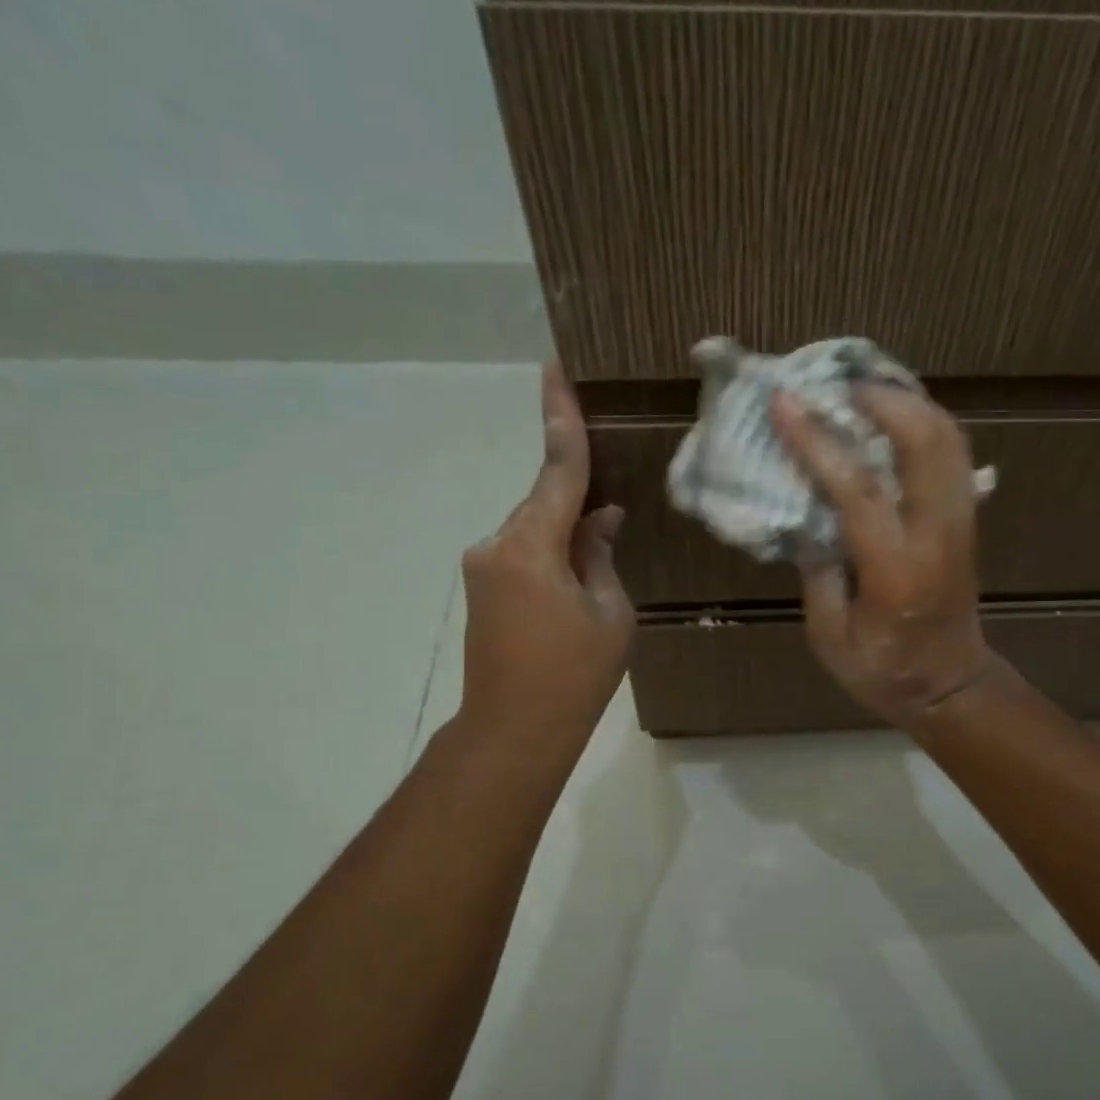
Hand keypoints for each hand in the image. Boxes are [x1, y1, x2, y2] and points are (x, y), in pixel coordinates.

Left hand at [455, 364, 633, 754]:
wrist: (514, 731)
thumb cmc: (574, 674)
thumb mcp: (610, 612)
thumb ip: (601, 555)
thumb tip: (598, 518)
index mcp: (531, 545)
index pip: (557, 470)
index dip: (561, 419)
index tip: (554, 369)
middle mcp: (497, 544)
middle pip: (545, 502)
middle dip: (579, 504)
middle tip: (616, 519)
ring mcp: (484, 567)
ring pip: (535, 529)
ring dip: (567, 535)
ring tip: (598, 577)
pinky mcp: (483, 588)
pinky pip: (524, 552)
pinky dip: (551, 554)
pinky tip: (576, 585)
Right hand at [769, 383, 998, 728]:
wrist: (952, 687)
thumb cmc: (885, 671)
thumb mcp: (831, 638)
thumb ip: (817, 573)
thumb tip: (804, 515)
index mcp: (896, 568)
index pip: (858, 488)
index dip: (818, 440)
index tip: (785, 402)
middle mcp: (937, 534)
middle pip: (924, 441)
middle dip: (881, 399)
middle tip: (837, 383)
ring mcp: (960, 522)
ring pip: (948, 438)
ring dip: (908, 403)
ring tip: (865, 390)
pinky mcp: (967, 520)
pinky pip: (954, 454)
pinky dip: (927, 423)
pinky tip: (896, 417)